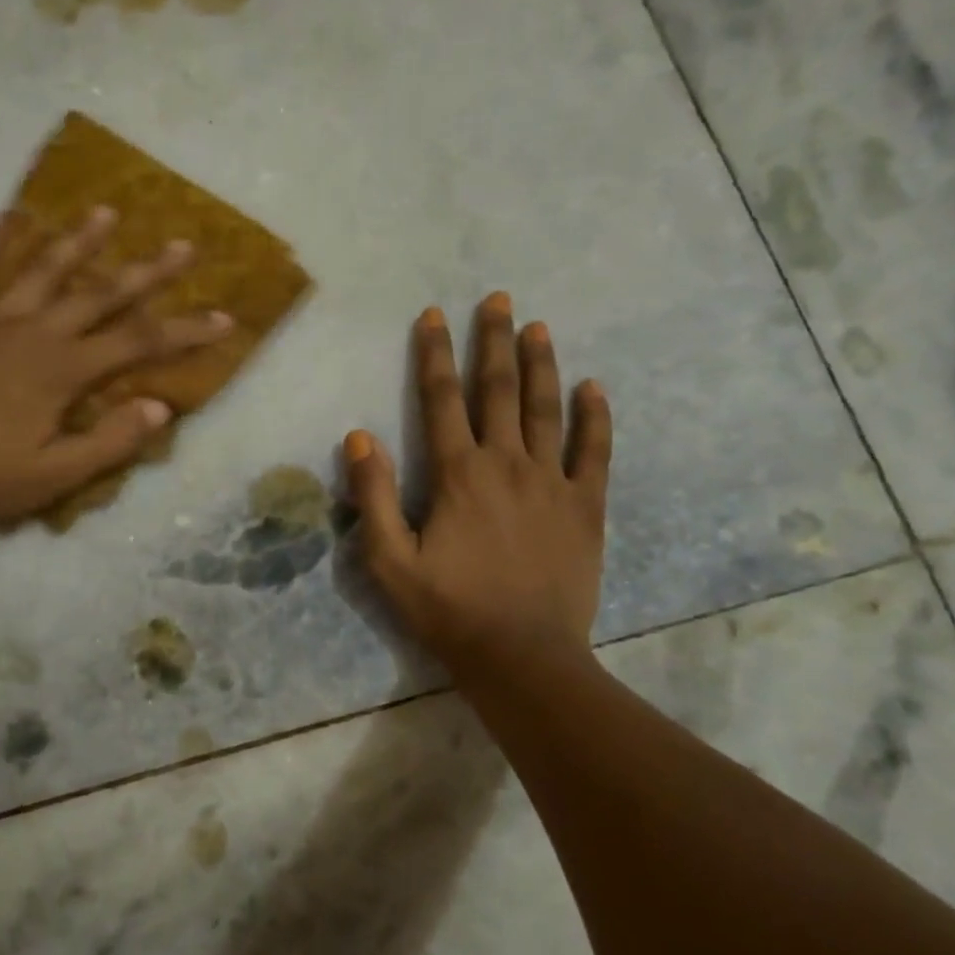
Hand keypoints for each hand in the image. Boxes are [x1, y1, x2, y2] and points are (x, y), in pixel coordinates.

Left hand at [0, 208, 229, 543]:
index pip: (139, 343)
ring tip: (106, 211)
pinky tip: (6, 216)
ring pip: (43, 270)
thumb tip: (160, 406)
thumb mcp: (58, 475)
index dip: (185, 330)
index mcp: (62, 371)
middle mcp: (32, 332)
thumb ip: (112, 441)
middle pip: (101, 293)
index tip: (223, 318)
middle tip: (182, 244)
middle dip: (147, 271)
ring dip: (79, 240)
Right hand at [344, 293, 611, 679]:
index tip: (433, 315)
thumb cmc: (448, 610)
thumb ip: (374, 496)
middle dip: (493, 340)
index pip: (441, 399)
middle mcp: (506, 463)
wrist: (522, 656)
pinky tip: (593, 387)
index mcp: (457, 474)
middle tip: (497, 298)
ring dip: (540, 364)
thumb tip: (359, 437)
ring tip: (538, 326)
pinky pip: (594, 451)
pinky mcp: (585, 506)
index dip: (434, 354)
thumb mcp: (389, 561)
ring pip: (546, 409)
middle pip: (498, 389)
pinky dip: (595, 417)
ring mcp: (552, 482)